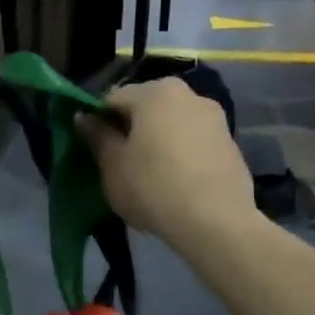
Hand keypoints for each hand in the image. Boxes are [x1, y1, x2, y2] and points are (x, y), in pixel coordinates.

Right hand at [79, 79, 255, 246]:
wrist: (216, 222)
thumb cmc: (153, 187)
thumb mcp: (113, 165)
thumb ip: (97, 136)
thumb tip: (84, 117)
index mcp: (155, 92)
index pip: (113, 98)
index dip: (98, 121)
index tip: (95, 148)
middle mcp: (188, 94)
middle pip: (146, 106)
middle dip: (131, 127)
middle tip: (120, 161)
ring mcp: (214, 117)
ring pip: (172, 122)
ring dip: (157, 139)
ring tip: (149, 173)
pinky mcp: (231, 142)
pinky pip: (193, 139)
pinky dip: (180, 151)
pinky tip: (175, 180)